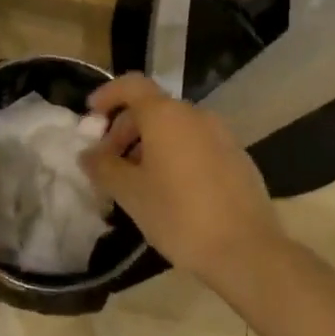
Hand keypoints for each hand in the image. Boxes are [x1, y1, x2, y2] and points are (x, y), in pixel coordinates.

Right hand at [83, 74, 281, 285]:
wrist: (247, 250)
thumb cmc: (179, 215)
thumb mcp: (131, 193)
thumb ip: (103, 167)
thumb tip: (87, 154)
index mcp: (165, 115)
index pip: (131, 86)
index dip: (108, 95)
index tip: (91, 115)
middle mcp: (195, 115)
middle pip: (152, 108)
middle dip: (126, 129)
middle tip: (110, 162)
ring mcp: (221, 135)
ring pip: (175, 128)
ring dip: (150, 144)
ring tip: (138, 180)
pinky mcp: (238, 157)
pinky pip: (197, 144)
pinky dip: (176, 155)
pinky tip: (172, 190)